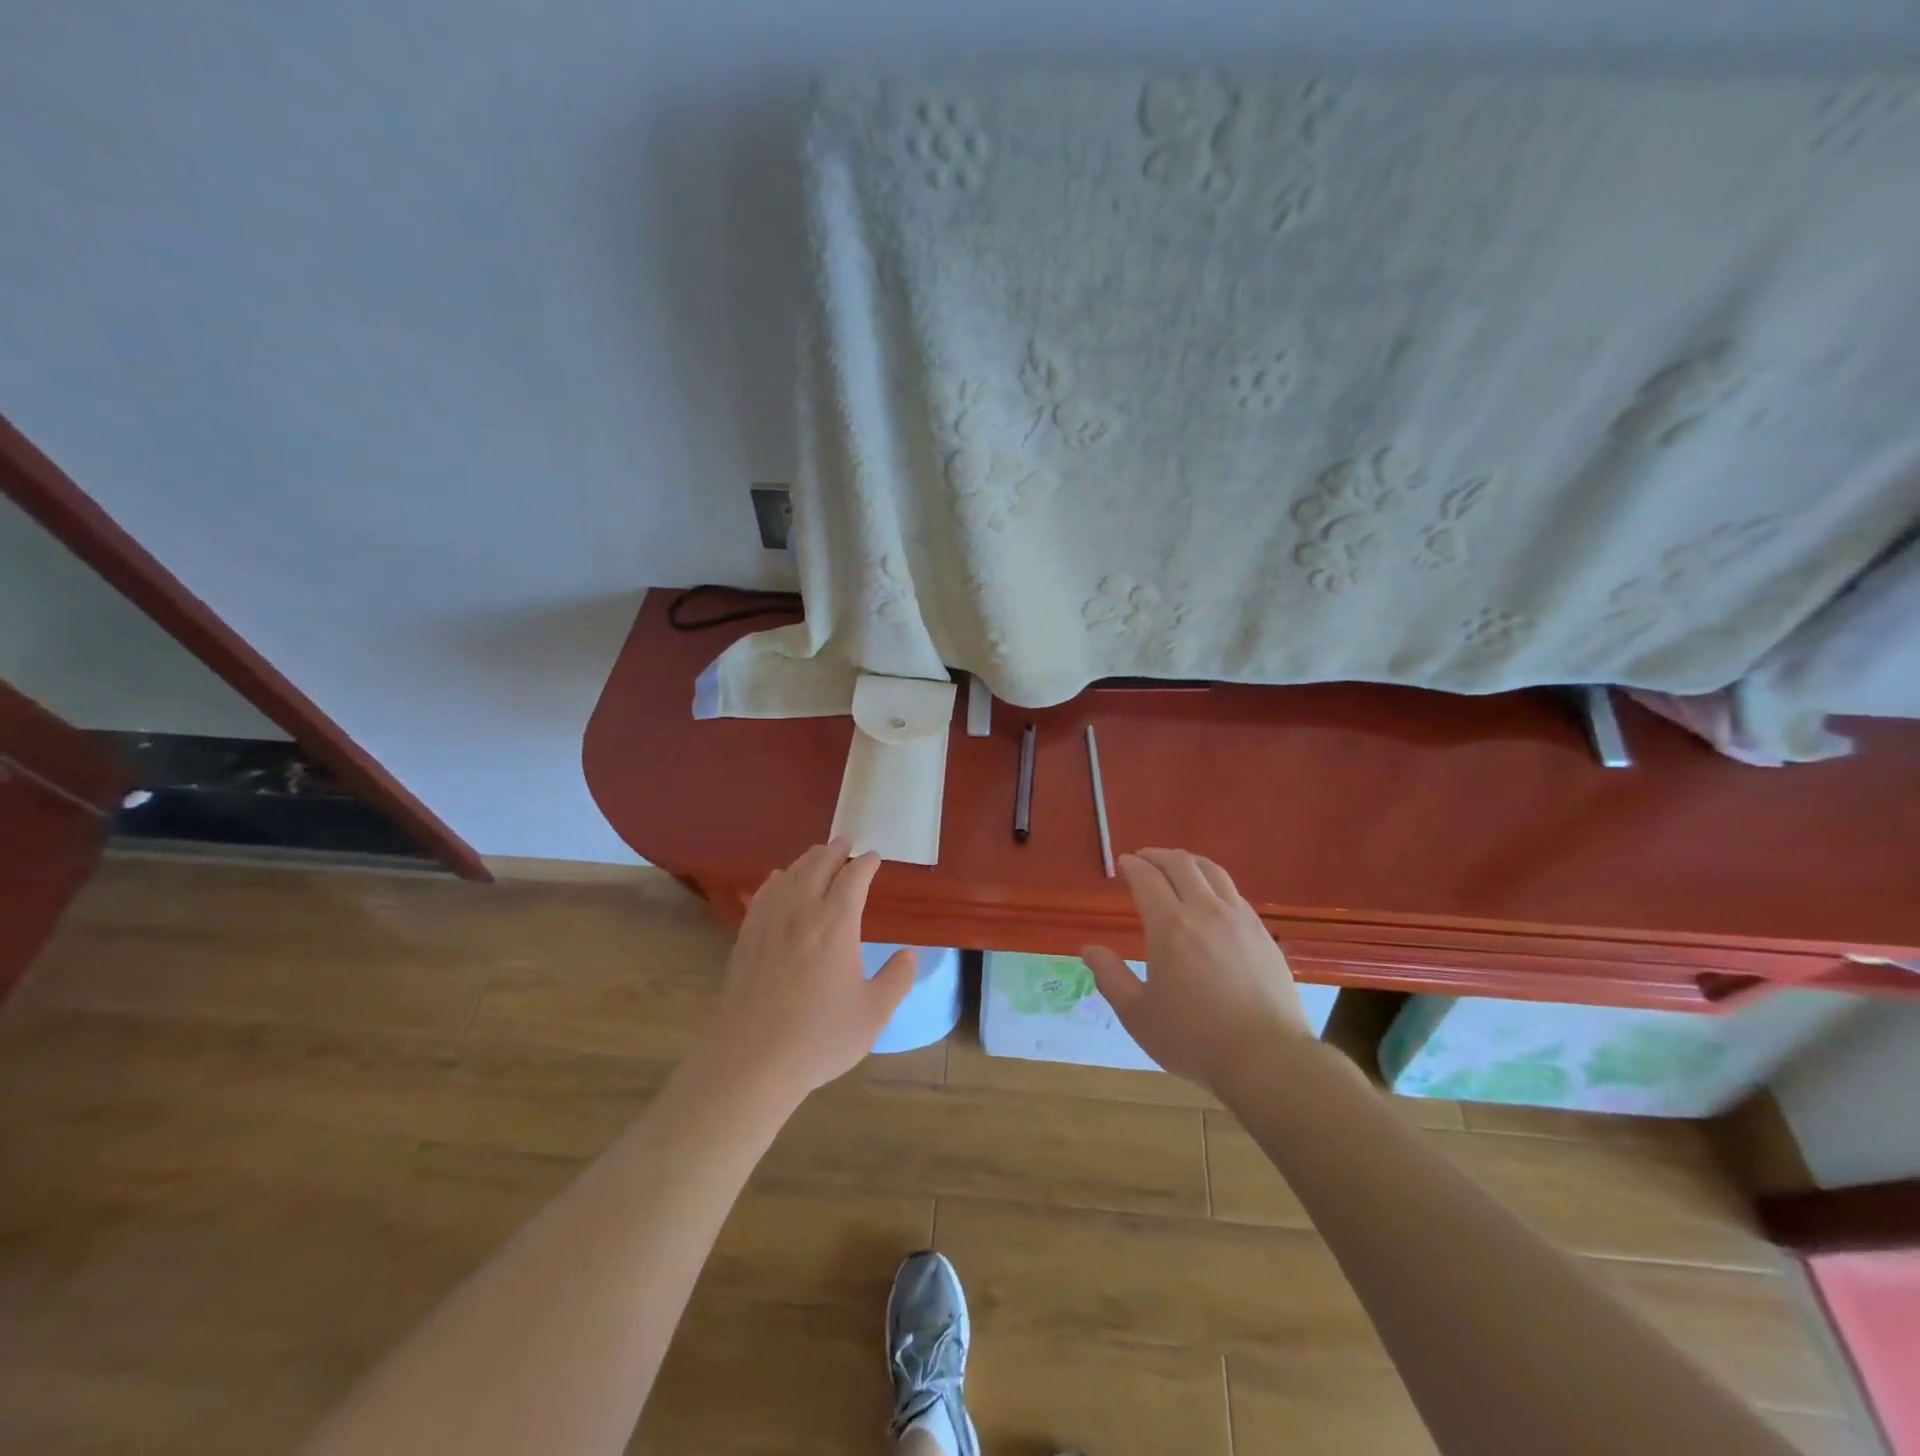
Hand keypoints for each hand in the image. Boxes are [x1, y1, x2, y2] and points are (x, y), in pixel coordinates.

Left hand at [698, 838, 915, 1105]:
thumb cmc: (819, 1037)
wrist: (751, 1060)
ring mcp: (769, 923)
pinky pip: (763, 895)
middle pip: (818, 866)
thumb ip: (896, 980)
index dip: (866, 863)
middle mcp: (801, 912)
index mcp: (836, 924)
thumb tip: (909, 954)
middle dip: (835, 849)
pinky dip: (776, 880)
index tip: (875, 856)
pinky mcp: (746, 939)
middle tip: (847, 839)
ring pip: (790, 876)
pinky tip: (777, 880)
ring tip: (817, 852)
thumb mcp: (873, 1014)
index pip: (853, 878)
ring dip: (807, 859)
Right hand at [1082, 848, 1311, 1093]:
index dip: (1132, 866)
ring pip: (1212, 871)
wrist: (1267, 1058)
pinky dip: (1213, 882)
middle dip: (1157, 855)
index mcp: (1170, 926)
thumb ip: (1111, 977)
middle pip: (1181, 864)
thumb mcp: (1138, 1015)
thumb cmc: (1194, 1039)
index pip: (1147, 878)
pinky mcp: (1262, 933)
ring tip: (1177, 867)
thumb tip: (1089, 949)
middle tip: (1144, 858)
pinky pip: (1234, 892)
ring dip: (1188, 862)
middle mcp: (1205, 911)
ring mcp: (1239, 919)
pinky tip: (1211, 898)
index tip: (1123, 864)